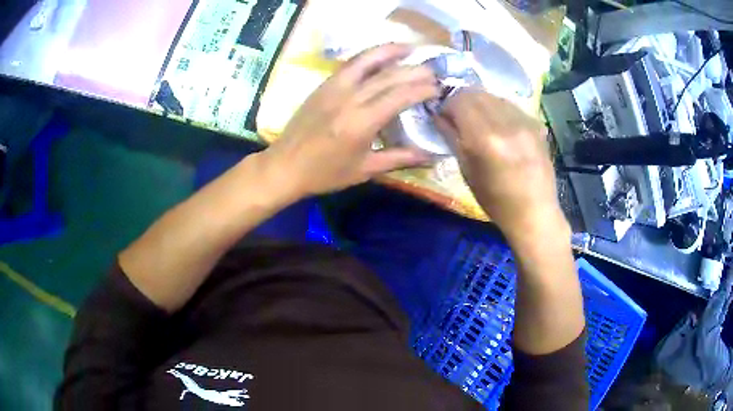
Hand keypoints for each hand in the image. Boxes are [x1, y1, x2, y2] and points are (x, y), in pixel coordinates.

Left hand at [260, 44, 438, 198]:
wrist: (285, 166)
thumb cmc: (325, 173)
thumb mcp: (365, 169)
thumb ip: (400, 158)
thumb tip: (432, 156)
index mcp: (361, 122)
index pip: (400, 96)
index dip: (422, 90)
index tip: (438, 88)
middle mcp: (350, 98)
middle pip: (389, 77)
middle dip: (414, 71)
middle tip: (434, 71)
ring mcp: (335, 87)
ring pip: (368, 61)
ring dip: (391, 52)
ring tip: (411, 48)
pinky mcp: (324, 85)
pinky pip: (351, 64)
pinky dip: (369, 56)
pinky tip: (380, 55)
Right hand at [436, 90, 567, 242]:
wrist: (535, 213)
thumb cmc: (496, 201)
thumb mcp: (467, 171)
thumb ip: (451, 137)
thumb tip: (438, 115)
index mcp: (485, 139)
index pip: (459, 101)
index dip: (446, 105)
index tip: (443, 116)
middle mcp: (507, 123)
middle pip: (476, 93)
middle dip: (462, 101)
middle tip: (458, 117)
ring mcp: (525, 121)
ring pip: (494, 96)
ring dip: (481, 103)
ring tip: (479, 122)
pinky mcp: (536, 124)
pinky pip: (510, 106)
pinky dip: (498, 110)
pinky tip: (500, 127)